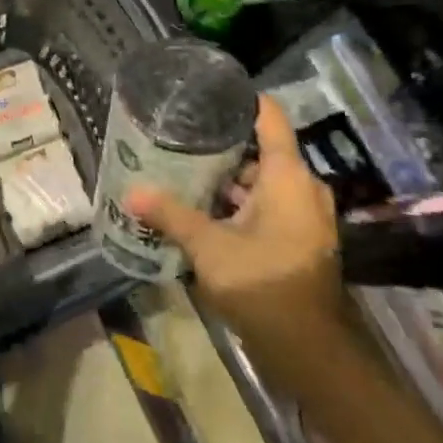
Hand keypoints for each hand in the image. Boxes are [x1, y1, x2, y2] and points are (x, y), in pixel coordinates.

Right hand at [125, 95, 341, 341]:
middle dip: (220, 145)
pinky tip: (202, 210)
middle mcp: (301, 188)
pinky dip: (239, 204)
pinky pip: (267, 206)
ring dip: (227, 180)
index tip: (207, 92)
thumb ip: (170, 215)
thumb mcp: (208, 246)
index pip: (269, 118)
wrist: (310, 350)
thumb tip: (132, 191)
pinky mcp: (298, 240)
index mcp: (287, 177)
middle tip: (179, 137)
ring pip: (261, 182)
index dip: (242, 100)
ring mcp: (303, 216)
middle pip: (260, 151)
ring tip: (182, 170)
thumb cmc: (263, 284)